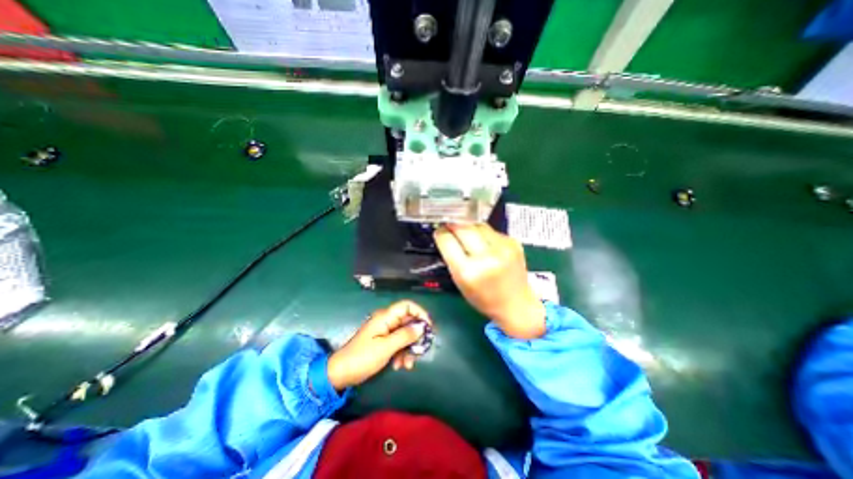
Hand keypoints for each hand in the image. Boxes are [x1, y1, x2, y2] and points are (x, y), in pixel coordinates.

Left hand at [327, 300, 434, 390]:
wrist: (340, 373)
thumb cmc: (362, 358)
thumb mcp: (385, 347)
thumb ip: (405, 336)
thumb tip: (422, 327)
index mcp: (386, 317)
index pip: (407, 306)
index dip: (420, 313)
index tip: (429, 328)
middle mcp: (387, 321)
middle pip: (409, 322)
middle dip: (416, 337)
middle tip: (421, 351)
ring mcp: (385, 332)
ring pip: (405, 334)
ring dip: (409, 349)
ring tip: (407, 365)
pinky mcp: (383, 342)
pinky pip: (399, 343)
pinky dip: (402, 353)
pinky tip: (400, 366)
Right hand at [434, 225, 544, 340]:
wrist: (517, 303)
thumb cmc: (483, 297)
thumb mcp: (460, 281)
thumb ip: (452, 257)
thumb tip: (445, 234)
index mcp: (467, 271)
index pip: (447, 240)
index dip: (440, 234)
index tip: (439, 231)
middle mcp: (485, 257)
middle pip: (462, 227)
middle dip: (453, 224)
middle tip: (449, 226)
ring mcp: (502, 248)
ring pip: (477, 225)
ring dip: (468, 227)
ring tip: (467, 234)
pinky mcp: (513, 242)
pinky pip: (491, 230)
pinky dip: (483, 233)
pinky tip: (484, 242)